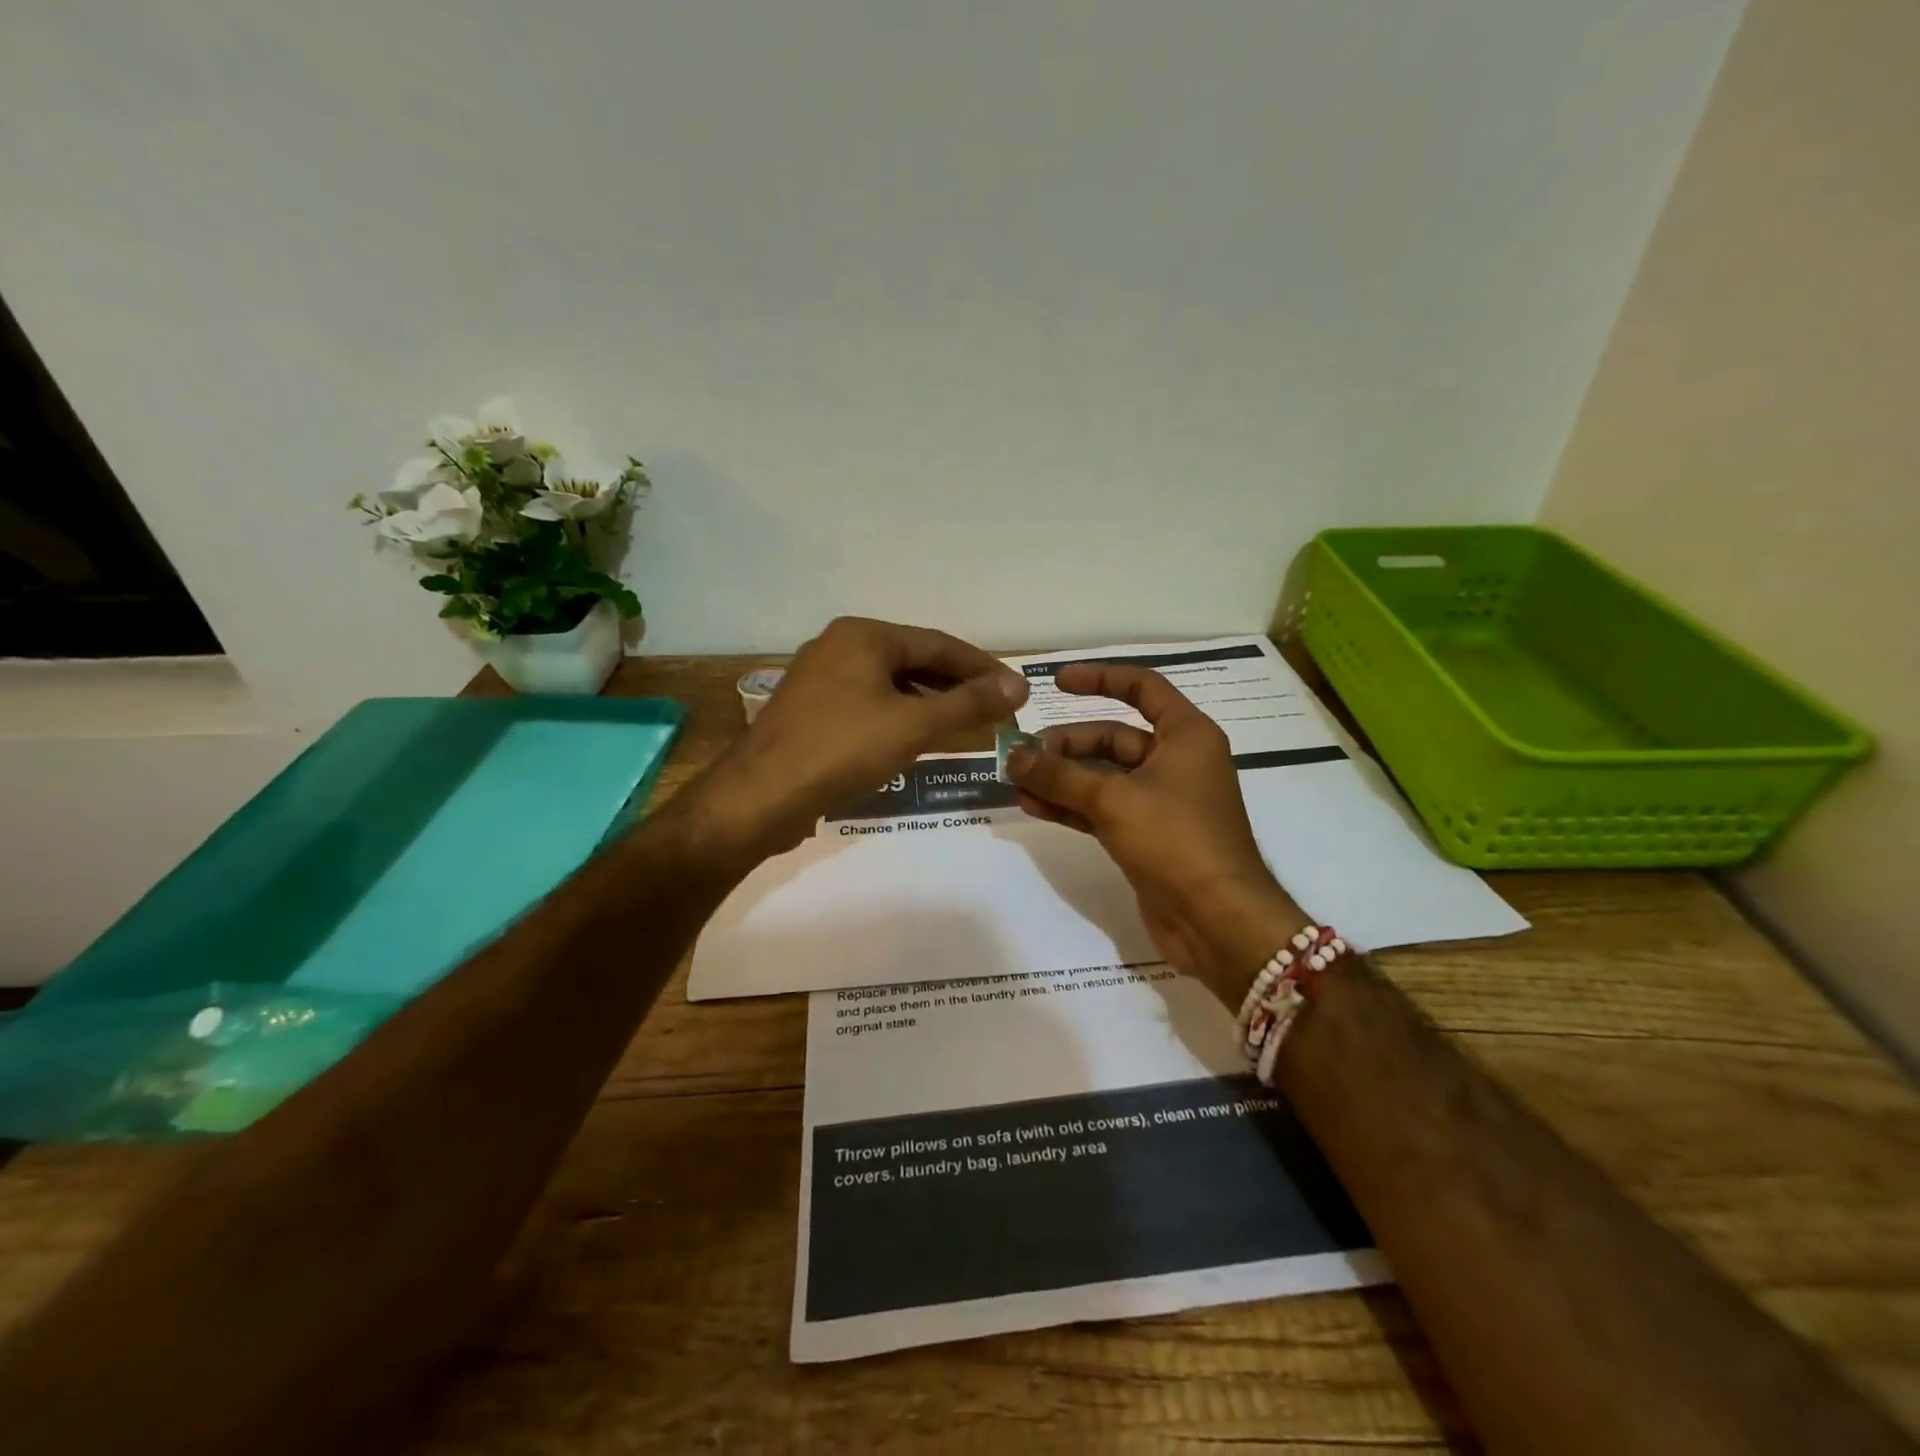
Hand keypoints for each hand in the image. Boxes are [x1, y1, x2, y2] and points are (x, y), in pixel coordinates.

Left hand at [690, 616, 1027, 857]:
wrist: (761, 796)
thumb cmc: (843, 749)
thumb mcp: (914, 725)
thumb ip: (969, 704)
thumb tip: (1018, 685)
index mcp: (863, 635)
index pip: (938, 643)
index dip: (981, 667)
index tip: (1015, 689)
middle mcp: (839, 647)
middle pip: (914, 662)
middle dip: (956, 686)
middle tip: (995, 710)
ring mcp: (820, 680)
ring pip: (890, 686)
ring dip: (930, 704)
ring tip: (965, 727)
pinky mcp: (811, 712)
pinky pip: (869, 705)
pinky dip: (900, 718)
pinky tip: (918, 741)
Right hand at [1007, 664, 1305, 999]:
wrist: (1217, 920)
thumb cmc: (1176, 841)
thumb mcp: (1113, 800)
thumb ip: (1059, 776)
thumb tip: (1013, 757)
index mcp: (1186, 736)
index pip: (1142, 688)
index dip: (1100, 679)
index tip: (1057, 683)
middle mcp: (1177, 762)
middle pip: (1115, 737)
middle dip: (1068, 745)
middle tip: (1024, 755)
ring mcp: (1163, 801)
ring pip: (1105, 776)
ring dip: (1063, 777)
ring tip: (1017, 781)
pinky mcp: (1149, 836)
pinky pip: (1104, 809)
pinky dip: (1072, 806)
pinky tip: (1035, 806)